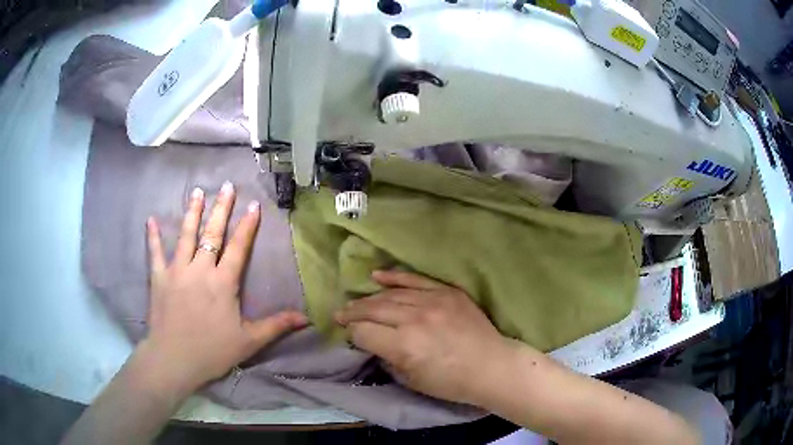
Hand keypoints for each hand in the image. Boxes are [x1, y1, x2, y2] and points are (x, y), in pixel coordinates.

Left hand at [143, 182, 306, 394]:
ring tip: (197, 192)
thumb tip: (306, 319)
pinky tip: (151, 220)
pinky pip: (155, 253)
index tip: (253, 204)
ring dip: (192, 213)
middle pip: (212, 234)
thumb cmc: (213, 351)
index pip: (238, 248)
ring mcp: (177, 271)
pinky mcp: (158, 278)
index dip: (247, 226)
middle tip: (226, 186)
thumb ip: (276, 326)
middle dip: (221, 209)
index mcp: (223, 283)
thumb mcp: (249, 341)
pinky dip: (153, 236)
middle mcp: (200, 269)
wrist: (174, 360)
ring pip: (185, 236)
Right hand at [335, 271, 516, 405]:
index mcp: (404, 346)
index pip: (364, 332)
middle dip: (353, 313)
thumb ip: (387, 358)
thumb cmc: (451, 383)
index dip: (352, 334)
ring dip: (368, 298)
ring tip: (355, 302)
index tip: (349, 335)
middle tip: (340, 314)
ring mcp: (433, 301)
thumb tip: (371, 343)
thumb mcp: (412, 380)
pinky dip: (394, 277)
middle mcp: (415, 319)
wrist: (491, 366)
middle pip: (372, 309)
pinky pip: (415, 279)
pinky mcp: (447, 292)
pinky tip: (376, 275)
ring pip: (390, 294)